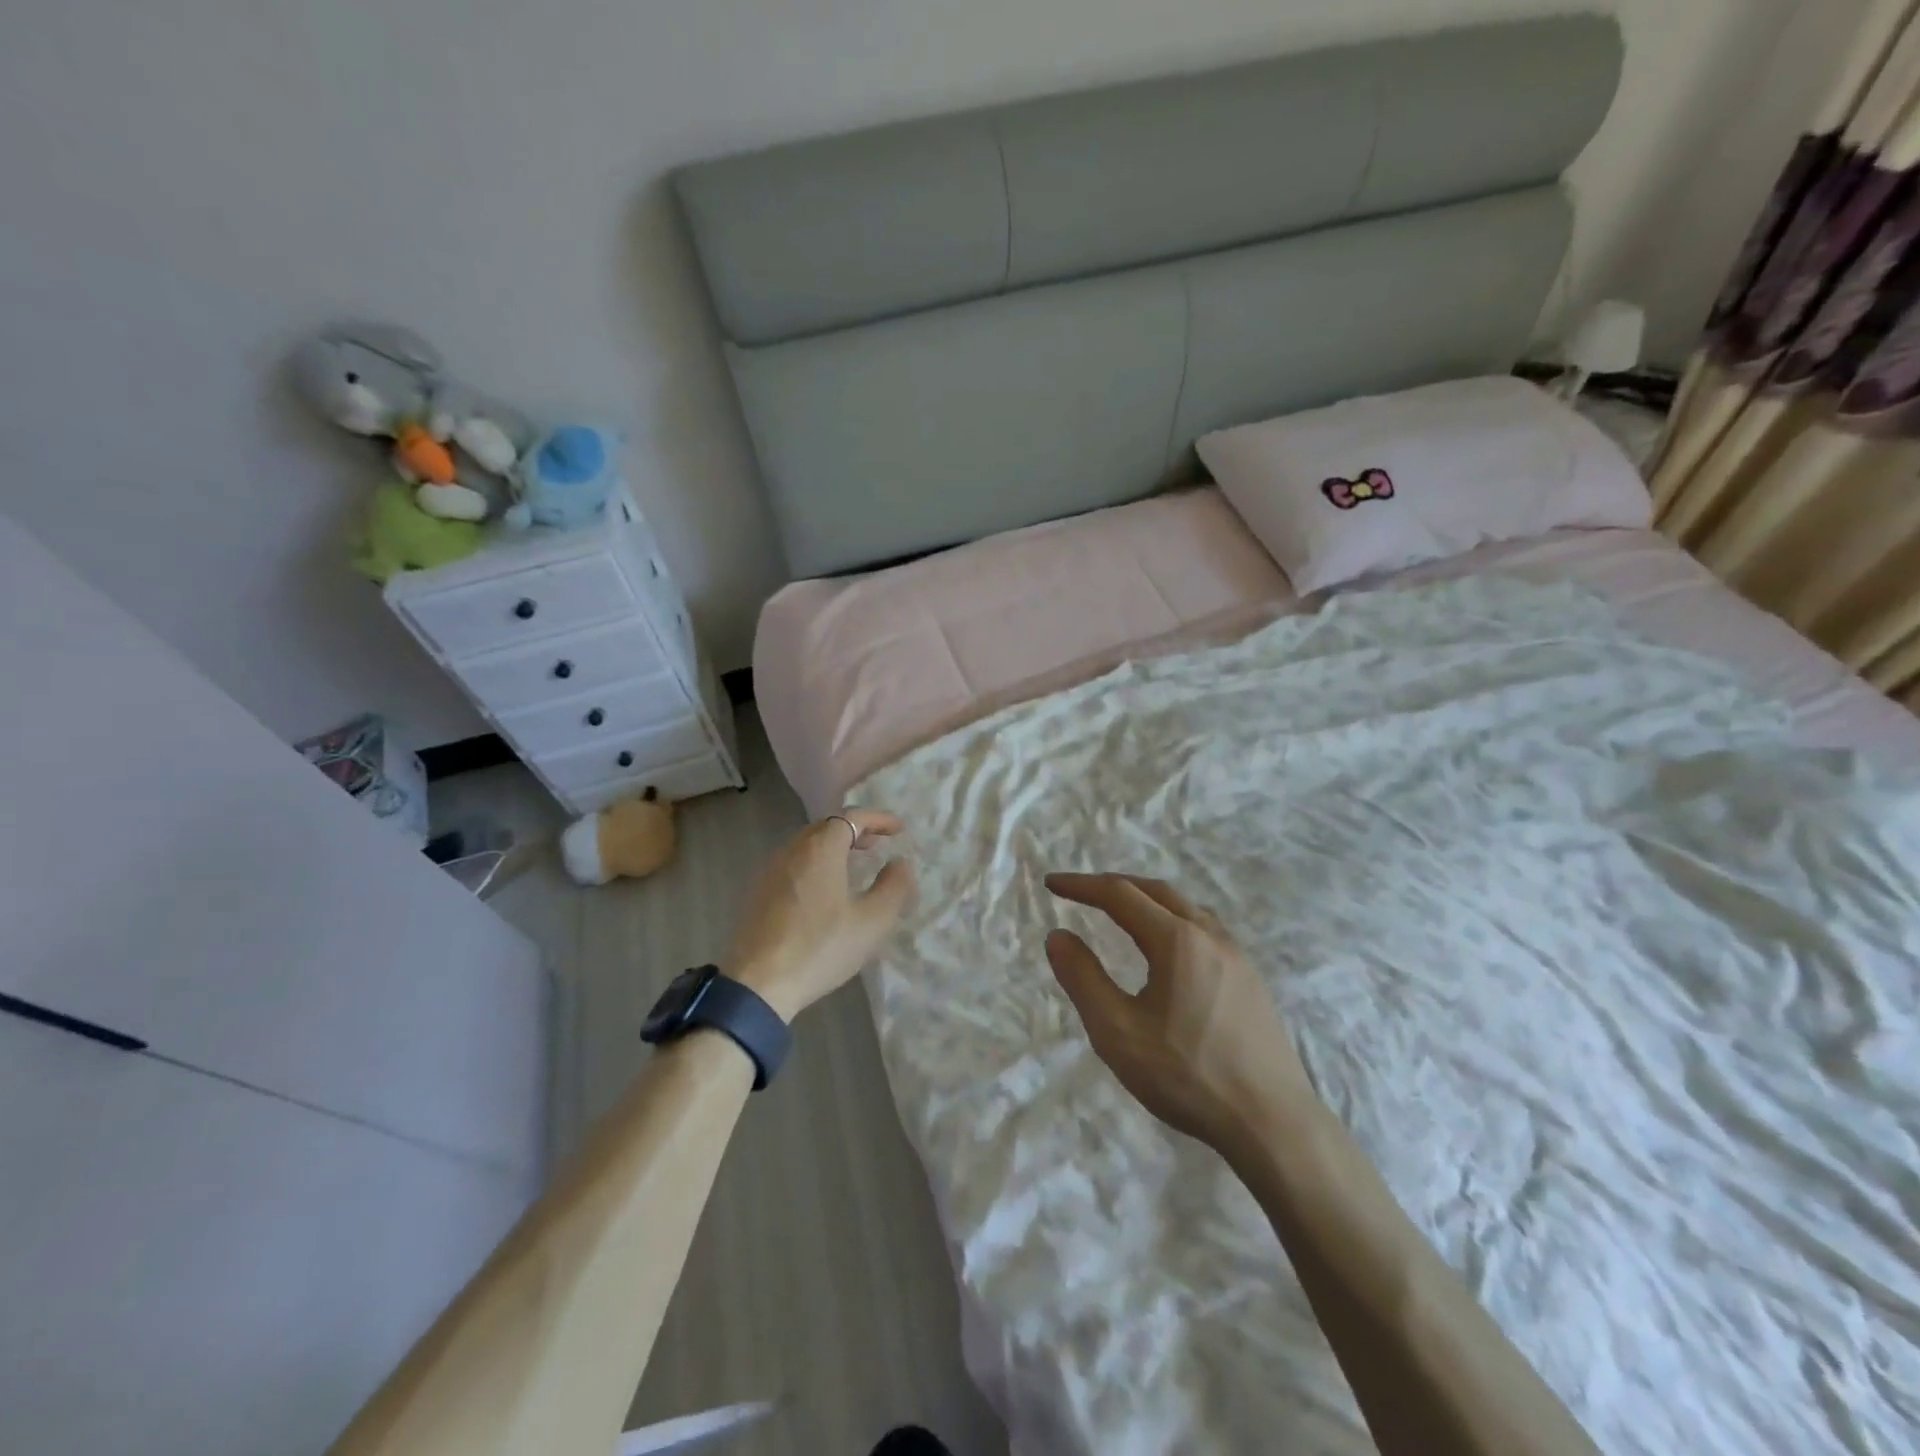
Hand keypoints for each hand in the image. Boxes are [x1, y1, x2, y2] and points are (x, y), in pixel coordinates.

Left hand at [727, 810, 915, 1022]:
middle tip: (877, 845)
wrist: (757, 984)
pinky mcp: (758, 894)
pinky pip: (793, 865)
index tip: (898, 830)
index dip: (878, 819)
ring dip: (833, 848)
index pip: (851, 817)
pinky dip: (815, 865)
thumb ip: (894, 886)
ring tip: (853, 866)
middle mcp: (792, 851)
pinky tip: (823, 891)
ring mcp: (770, 872)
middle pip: (826, 827)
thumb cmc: (821, 948)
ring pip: (807, 846)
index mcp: (820, 850)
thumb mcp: (873, 921)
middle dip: (855, 831)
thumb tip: (900, 863)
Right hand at [1044, 873, 1318, 1150]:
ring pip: (1185, 908)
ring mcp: (1237, 956)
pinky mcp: (1251, 979)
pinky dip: (1172, 920)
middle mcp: (1210, 935)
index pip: (1120, 894)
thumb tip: (1057, 936)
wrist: (1273, 1123)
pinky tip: (1168, 950)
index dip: (1082, 885)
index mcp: (1176, 940)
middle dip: (1114, 886)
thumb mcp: (1117, 1032)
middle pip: (1155, 891)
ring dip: (1146, 901)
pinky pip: (1204, 929)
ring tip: (1121, 913)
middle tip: (1082, 893)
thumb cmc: (1187, 1075)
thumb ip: (1083, 978)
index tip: (1052, 884)